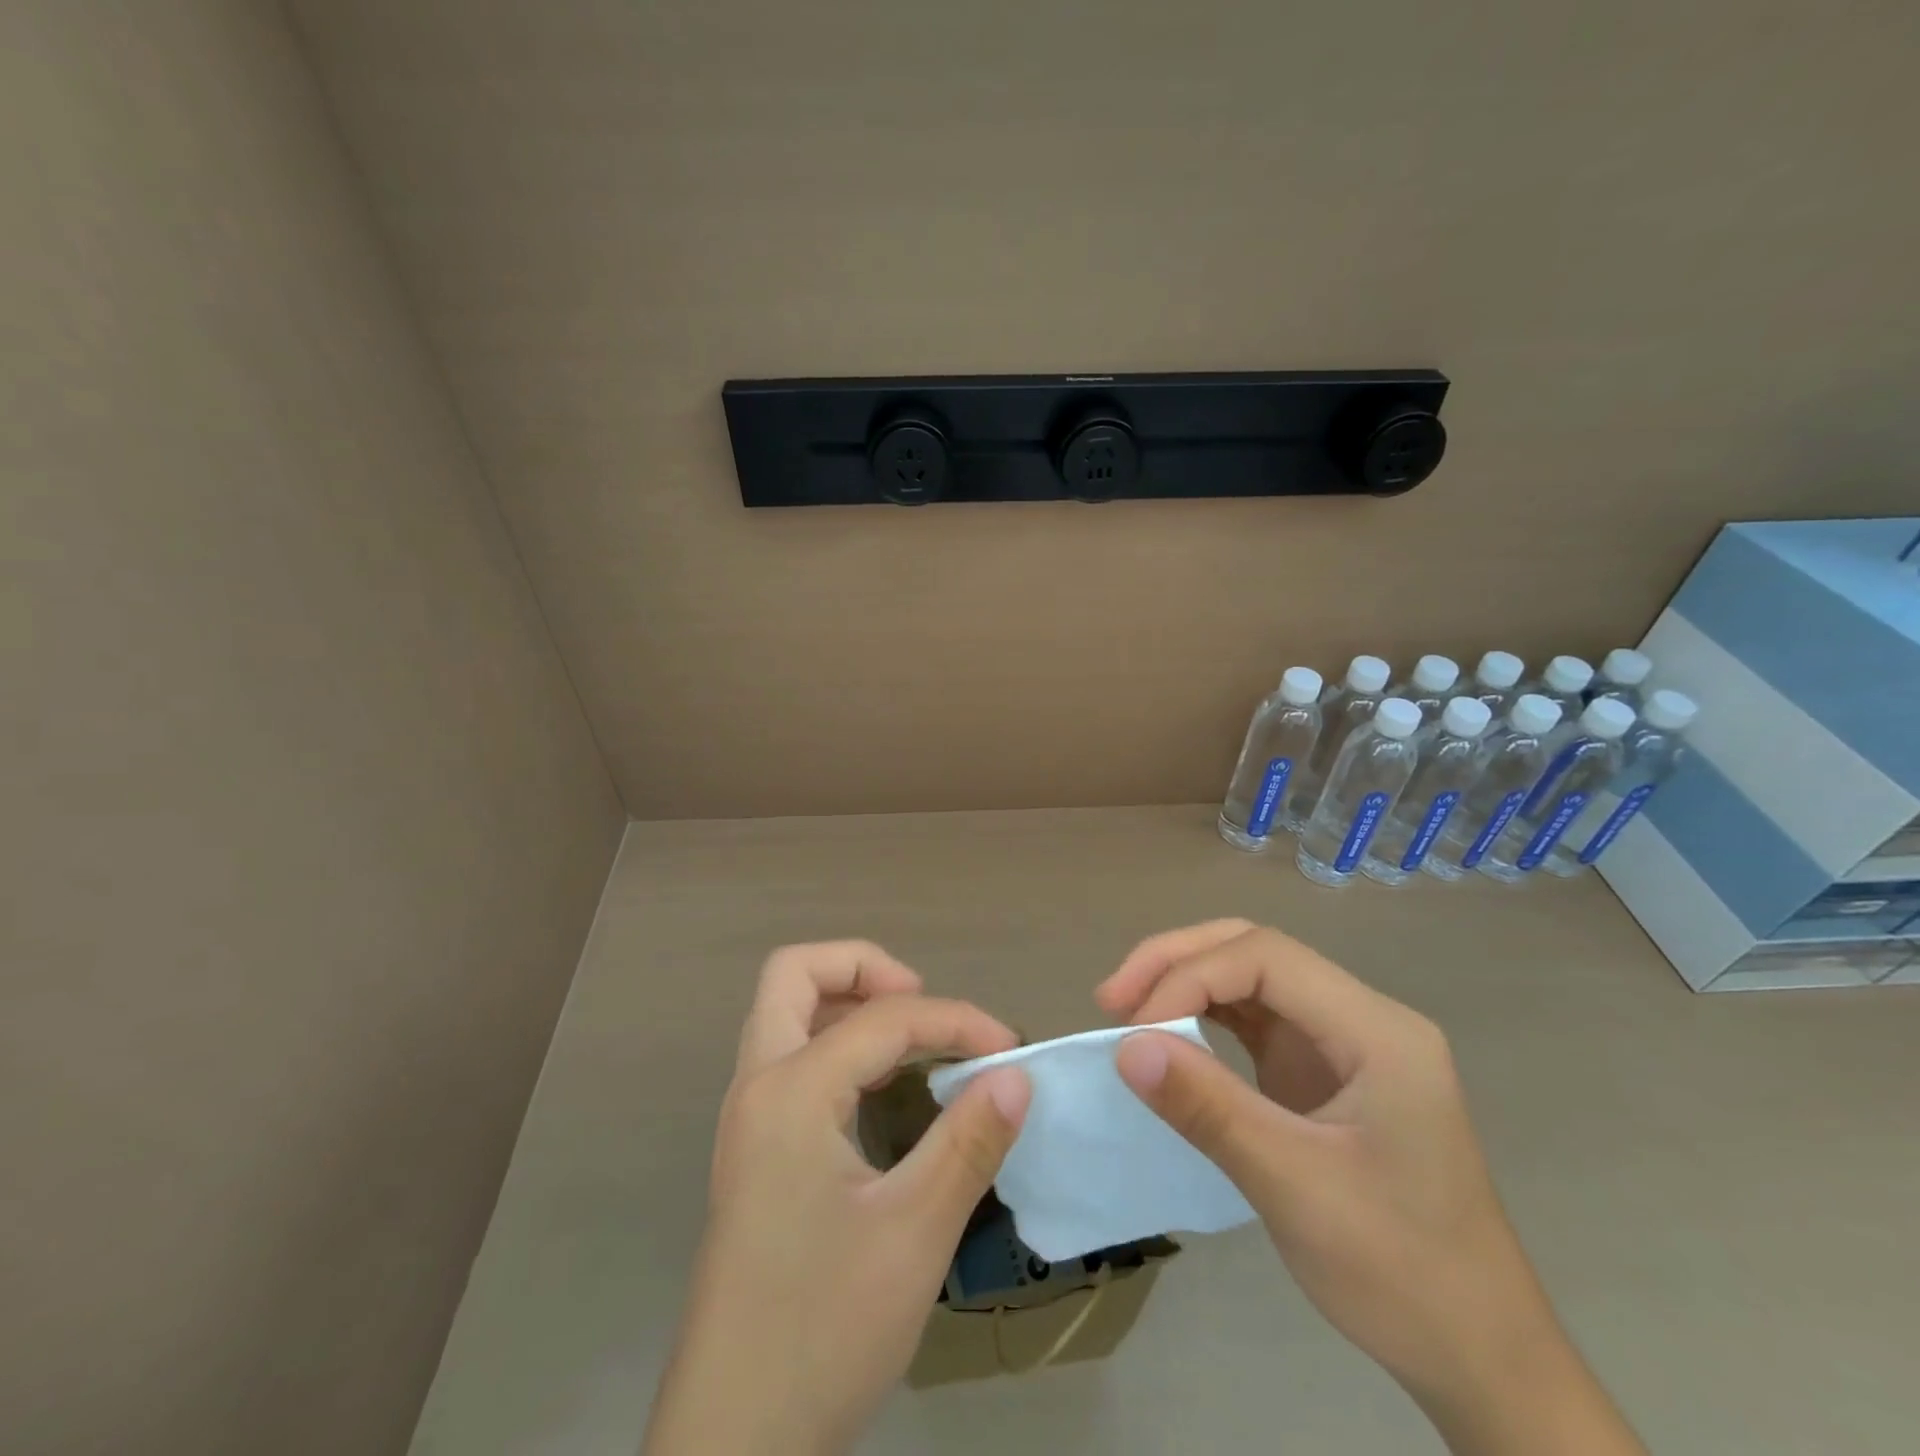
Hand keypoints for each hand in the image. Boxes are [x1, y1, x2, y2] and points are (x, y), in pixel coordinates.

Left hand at [643, 942, 1030, 1455]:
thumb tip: (1016, 1077)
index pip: (883, 1019)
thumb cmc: (822, 1330)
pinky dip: (836, 1042)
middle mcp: (757, 1086)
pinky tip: (879, 1084)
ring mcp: (748, 1119)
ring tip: (908, 1033)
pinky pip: (791, 1057)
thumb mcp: (913, 1234)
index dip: (954, 1020)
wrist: (732, 1442)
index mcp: (790, 1091)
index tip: (1008, 1050)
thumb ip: (968, 1142)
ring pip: (785, 1012)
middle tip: (921, 1000)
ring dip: (845, 1000)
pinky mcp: (754, 1151)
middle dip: (863, 967)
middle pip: (794, 974)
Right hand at [1098, 920, 1644, 1455]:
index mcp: (1377, 1030)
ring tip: (1126, 1009)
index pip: (1266, 958)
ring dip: (1184, 983)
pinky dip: (1202, 1018)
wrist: (1479, 1357)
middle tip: (1112, 998)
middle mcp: (1360, 1017)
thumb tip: (1126, 1047)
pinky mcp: (1320, 1070)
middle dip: (1177, 962)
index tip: (1135, 1030)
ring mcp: (1341, 1042)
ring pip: (1249, 977)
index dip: (1190, 977)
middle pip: (1255, 950)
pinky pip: (1252, 1020)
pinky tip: (1167, 1035)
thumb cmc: (1403, 1273)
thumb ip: (1210, 1108)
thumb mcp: (1297, 1188)